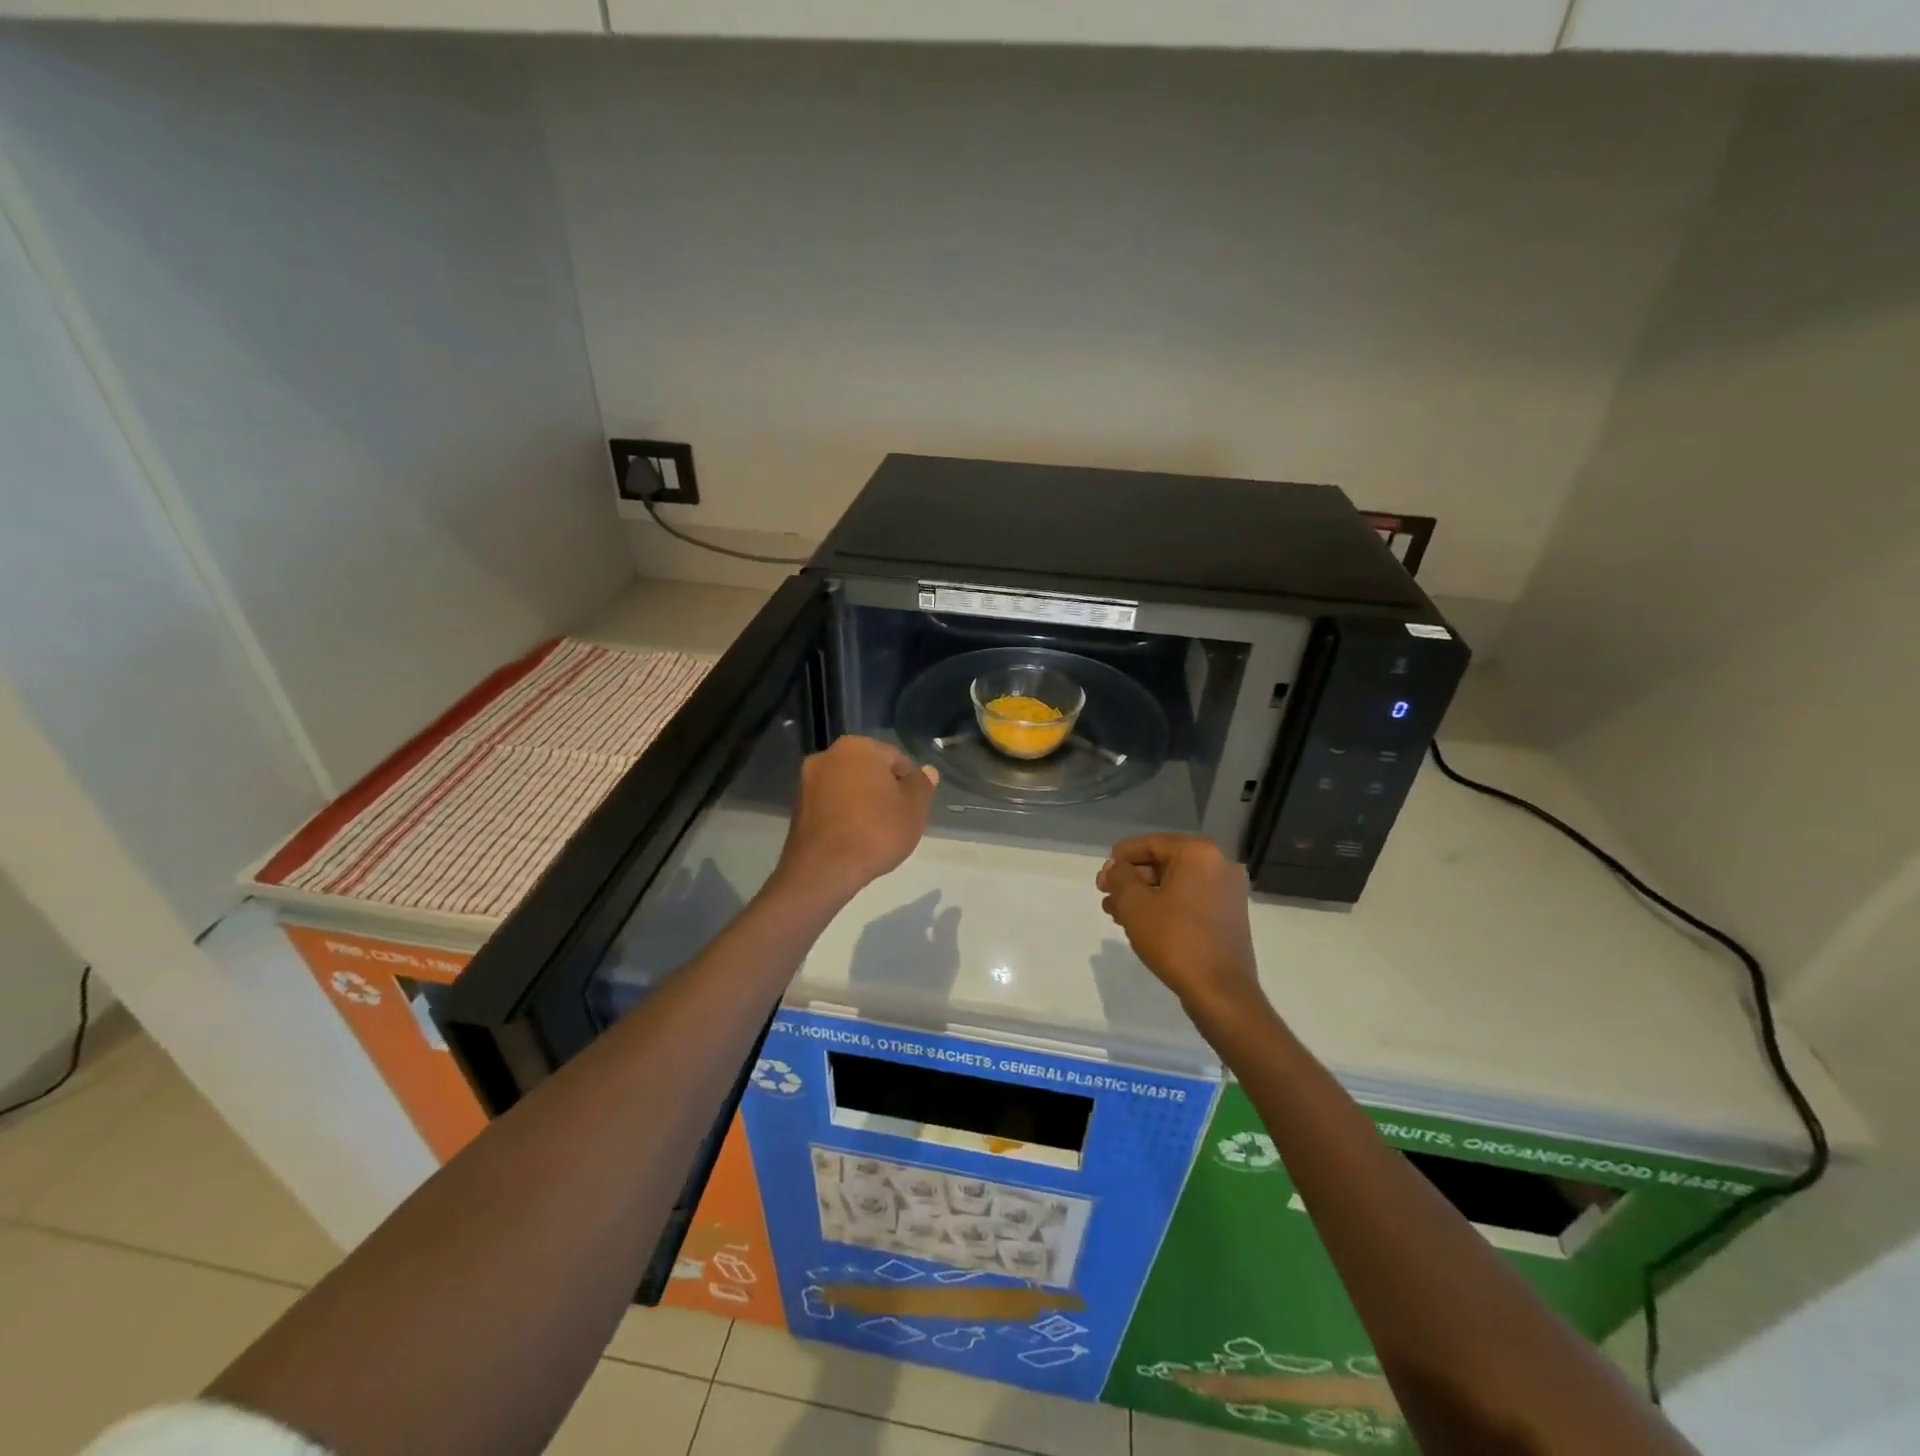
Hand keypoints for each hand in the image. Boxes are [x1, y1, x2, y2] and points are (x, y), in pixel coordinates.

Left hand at [773, 736, 937, 904]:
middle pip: (869, 770)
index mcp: (858, 746)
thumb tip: (926, 771)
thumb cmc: (876, 832)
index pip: (896, 759)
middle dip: (883, 790)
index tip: (912, 808)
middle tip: (896, 820)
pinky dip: (843, 815)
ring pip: (848, 787)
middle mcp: (828, 755)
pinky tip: (853, 838)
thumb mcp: (914, 808)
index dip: (909, 784)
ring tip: (874, 833)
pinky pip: (830, 804)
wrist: (823, 870)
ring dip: (862, 802)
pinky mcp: (797, 806)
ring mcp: (807, 781)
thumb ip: (922, 785)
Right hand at [1096, 834, 1262, 1016]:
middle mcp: (1219, 864)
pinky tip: (1142, 923)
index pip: (1150, 844)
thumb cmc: (1175, 940)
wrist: (1221, 992)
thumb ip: (1120, 877)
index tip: (1102, 878)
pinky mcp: (1229, 914)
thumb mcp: (1135, 905)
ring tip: (1117, 914)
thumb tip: (1116, 869)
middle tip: (1106, 897)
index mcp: (1198, 853)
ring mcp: (1228, 890)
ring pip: (1175, 883)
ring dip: (1145, 895)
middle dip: (1131, 879)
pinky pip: (1190, 899)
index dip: (1120, 859)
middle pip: (1163, 862)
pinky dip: (1166, 905)